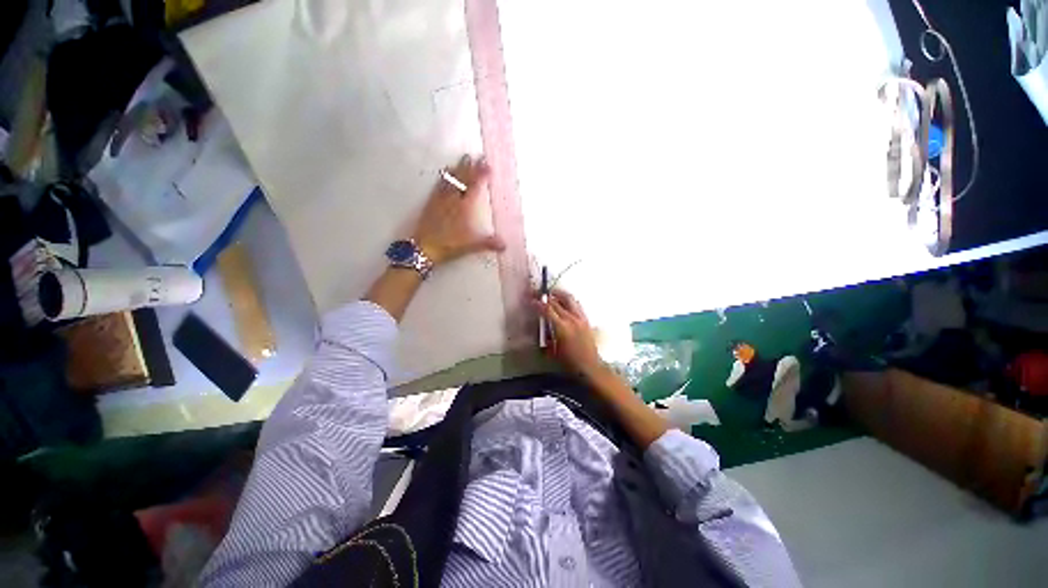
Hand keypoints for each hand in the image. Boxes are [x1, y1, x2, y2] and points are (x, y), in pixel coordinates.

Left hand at [413, 155, 504, 266]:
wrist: (424, 247)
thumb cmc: (449, 245)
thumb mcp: (472, 245)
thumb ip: (489, 243)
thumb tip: (505, 245)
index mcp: (464, 207)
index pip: (474, 186)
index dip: (481, 174)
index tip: (488, 165)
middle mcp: (453, 199)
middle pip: (462, 179)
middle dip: (471, 167)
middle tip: (477, 156)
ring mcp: (441, 200)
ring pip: (451, 179)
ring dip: (458, 168)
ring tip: (463, 159)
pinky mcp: (431, 203)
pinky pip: (439, 185)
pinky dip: (445, 177)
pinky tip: (445, 174)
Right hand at [537, 289, 606, 379]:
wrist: (590, 367)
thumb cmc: (569, 363)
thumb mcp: (552, 352)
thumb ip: (545, 338)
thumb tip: (539, 328)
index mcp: (562, 328)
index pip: (547, 310)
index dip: (538, 303)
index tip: (531, 300)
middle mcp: (571, 319)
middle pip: (557, 302)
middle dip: (546, 297)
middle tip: (538, 295)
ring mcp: (580, 318)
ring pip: (569, 299)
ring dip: (559, 294)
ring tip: (551, 294)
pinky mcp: (586, 320)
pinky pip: (576, 305)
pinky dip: (568, 301)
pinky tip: (564, 303)